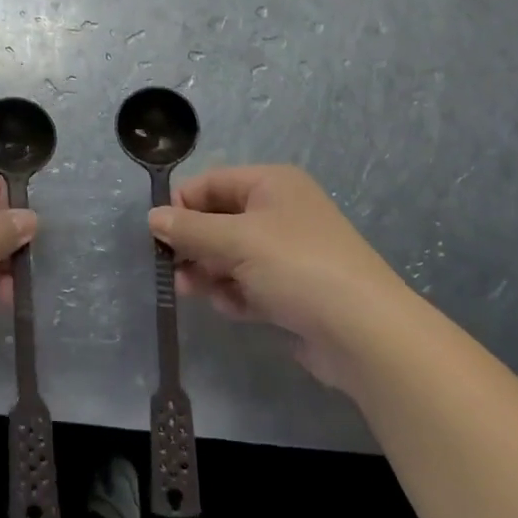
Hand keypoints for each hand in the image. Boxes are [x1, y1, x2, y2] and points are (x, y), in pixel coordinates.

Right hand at [153, 165, 415, 392]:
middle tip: (172, 270)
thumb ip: (190, 230)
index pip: (211, 183)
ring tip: (195, 292)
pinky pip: (249, 283)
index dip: (182, 205)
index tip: (158, 235)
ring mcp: (288, 253)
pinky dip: (235, 294)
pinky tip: (233, 308)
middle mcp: (279, 212)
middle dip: (194, 245)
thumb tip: (152, 218)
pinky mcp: (292, 290)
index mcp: (271, 184)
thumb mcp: (236, 241)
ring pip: (230, 255)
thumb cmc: (297, 268)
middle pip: (218, 220)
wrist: (364, 334)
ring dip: (210, 272)